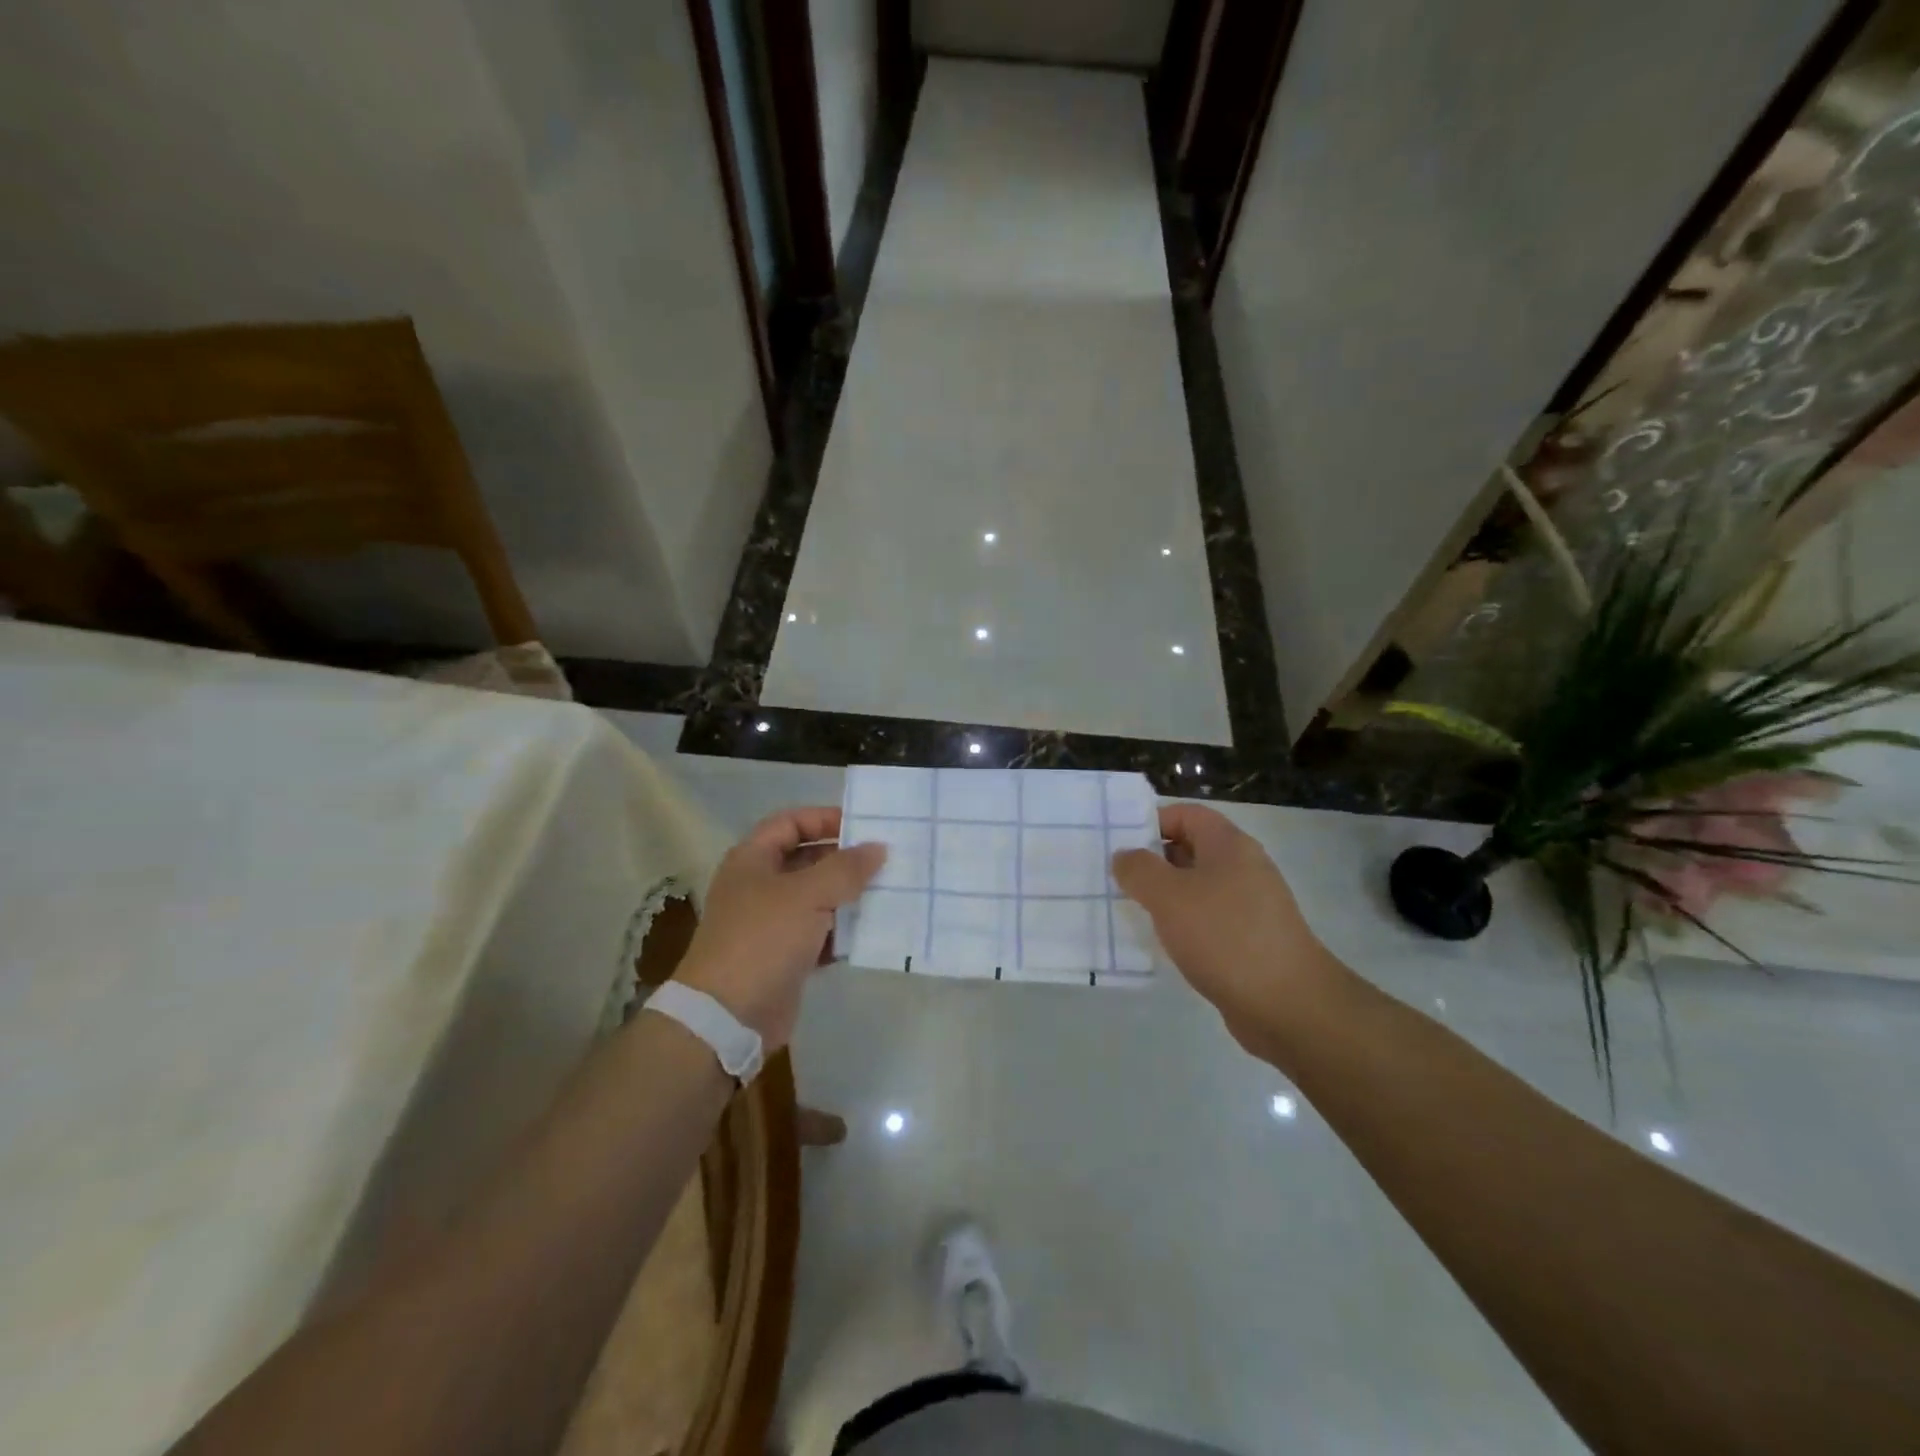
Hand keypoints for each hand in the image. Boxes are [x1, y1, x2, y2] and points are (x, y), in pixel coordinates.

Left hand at [673, 807, 885, 1050]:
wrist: (727, 1016)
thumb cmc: (763, 939)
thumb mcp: (808, 894)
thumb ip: (846, 868)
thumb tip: (878, 848)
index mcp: (753, 859)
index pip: (791, 822)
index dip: (824, 819)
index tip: (864, 827)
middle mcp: (759, 886)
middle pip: (807, 860)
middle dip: (844, 860)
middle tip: (886, 860)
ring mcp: (771, 923)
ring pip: (817, 898)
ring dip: (849, 896)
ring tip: (889, 892)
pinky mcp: (784, 956)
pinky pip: (820, 934)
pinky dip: (843, 932)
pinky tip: (873, 932)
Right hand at [1111, 804, 1343, 1054]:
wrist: (1288, 1005)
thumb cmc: (1224, 936)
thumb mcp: (1168, 896)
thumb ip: (1139, 869)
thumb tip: (1124, 856)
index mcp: (1229, 844)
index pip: (1186, 814)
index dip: (1151, 822)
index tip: (1119, 845)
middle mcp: (1244, 867)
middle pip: (1191, 849)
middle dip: (1153, 861)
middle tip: (1117, 880)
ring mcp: (1251, 905)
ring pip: (1198, 887)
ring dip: (1166, 897)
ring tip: (1132, 912)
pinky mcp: (1251, 939)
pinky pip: (1209, 919)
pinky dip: (1184, 925)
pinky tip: (1164, 943)